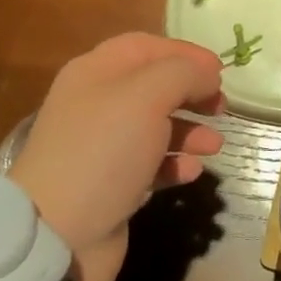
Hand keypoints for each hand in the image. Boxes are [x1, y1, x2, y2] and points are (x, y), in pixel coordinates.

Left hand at [8, 33, 223, 280]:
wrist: (59, 233)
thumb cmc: (104, 151)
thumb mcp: (147, 96)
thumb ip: (183, 74)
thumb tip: (207, 74)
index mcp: (96, 72)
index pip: (145, 47)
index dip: (184, 53)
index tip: (220, 71)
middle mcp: (96, 104)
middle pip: (153, 86)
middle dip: (190, 93)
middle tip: (221, 107)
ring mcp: (102, 147)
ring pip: (155, 127)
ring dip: (189, 132)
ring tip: (214, 146)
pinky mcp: (112, 185)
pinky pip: (150, 165)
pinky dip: (174, 164)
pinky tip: (190, 172)